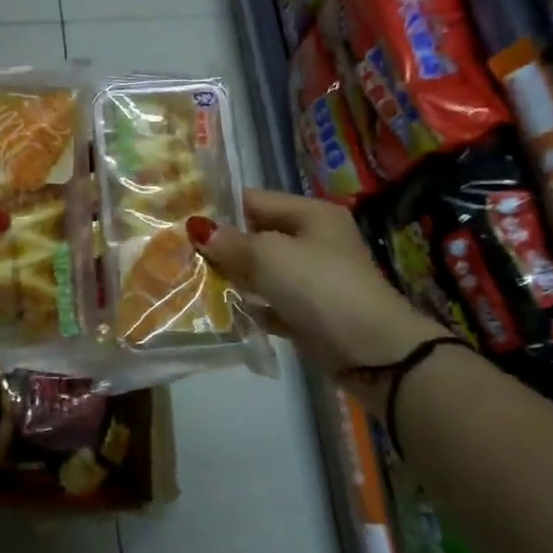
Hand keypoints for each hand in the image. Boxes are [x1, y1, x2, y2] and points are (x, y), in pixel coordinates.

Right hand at [190, 189, 450, 377]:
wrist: (373, 352)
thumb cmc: (319, 287)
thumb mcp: (269, 256)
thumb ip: (231, 242)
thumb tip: (198, 228)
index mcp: (311, 214)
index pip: (255, 200)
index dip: (219, 208)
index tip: (181, 220)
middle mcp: (314, 240)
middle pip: (257, 236)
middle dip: (222, 246)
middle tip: (179, 253)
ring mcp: (313, 279)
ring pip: (261, 271)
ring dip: (232, 278)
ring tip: (191, 281)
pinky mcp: (309, 313)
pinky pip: (270, 303)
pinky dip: (250, 307)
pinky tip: (221, 312)